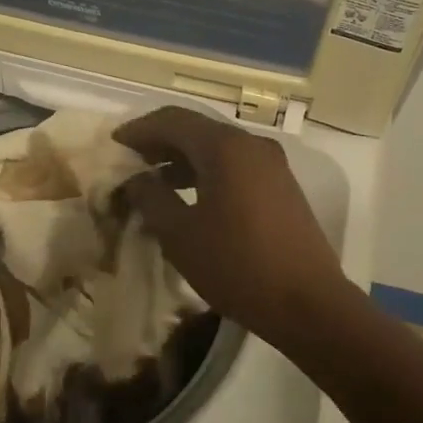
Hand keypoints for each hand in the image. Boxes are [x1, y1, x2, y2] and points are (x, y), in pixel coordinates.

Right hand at [114, 106, 351, 343]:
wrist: (308, 303)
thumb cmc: (237, 265)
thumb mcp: (180, 234)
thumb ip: (151, 198)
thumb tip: (135, 180)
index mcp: (225, 147)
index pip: (173, 119)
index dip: (139, 129)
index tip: (114, 144)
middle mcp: (251, 144)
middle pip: (197, 129)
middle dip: (161, 142)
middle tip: (131, 162)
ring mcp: (272, 165)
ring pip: (218, 148)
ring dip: (183, 159)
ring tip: (155, 183)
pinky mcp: (281, 186)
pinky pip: (236, 166)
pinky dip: (207, 172)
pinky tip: (191, 198)